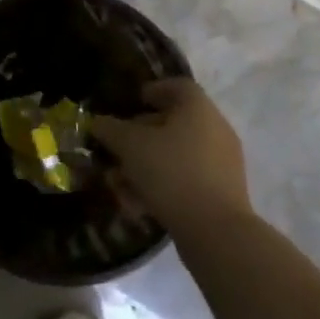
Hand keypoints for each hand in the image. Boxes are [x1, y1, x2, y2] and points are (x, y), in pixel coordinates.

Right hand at [91, 78, 251, 232]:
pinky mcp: (221, 194)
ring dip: (145, 165)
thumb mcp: (130, 146)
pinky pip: (186, 179)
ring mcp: (221, 164)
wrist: (216, 233)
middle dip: (139, 136)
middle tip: (115, 149)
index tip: (130, 104)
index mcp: (198, 108)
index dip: (151, 90)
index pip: (176, 86)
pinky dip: (162, 186)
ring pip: (176, 155)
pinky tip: (137, 204)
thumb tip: (98, 123)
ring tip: (119, 184)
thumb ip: (110, 129)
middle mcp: (215, 129)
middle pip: (173, 123)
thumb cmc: (172, 172)